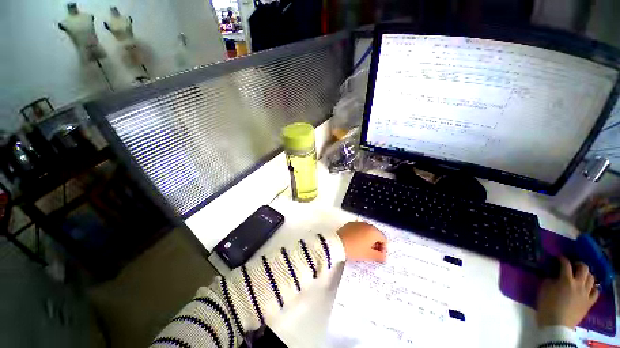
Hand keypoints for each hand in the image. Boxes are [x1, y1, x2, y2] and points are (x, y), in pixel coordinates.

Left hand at [336, 222, 387, 261]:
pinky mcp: (350, 224)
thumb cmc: (355, 249)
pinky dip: (360, 235)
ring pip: (367, 231)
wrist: (337, 244)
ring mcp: (358, 223)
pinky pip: (359, 229)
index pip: (384, 240)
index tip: (379, 256)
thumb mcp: (368, 255)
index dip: (383, 249)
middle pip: (376, 234)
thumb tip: (384, 257)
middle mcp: (367, 224)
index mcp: (373, 231)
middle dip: (376, 244)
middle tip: (372, 253)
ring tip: (363, 248)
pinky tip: (355, 242)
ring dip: (368, 239)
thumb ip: (379, 256)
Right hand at [537, 256, 599, 328]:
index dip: (562, 259)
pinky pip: (595, 292)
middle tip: (573, 265)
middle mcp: (578, 284)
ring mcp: (586, 294)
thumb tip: (554, 276)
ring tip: (581, 276)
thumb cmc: (547, 306)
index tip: (559, 258)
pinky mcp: (589, 302)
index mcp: (566, 280)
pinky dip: (593, 288)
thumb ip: (550, 280)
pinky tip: (589, 288)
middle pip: (584, 269)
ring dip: (587, 275)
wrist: (557, 325)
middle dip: (579, 264)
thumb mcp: (544, 290)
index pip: (566, 264)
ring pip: (591, 279)